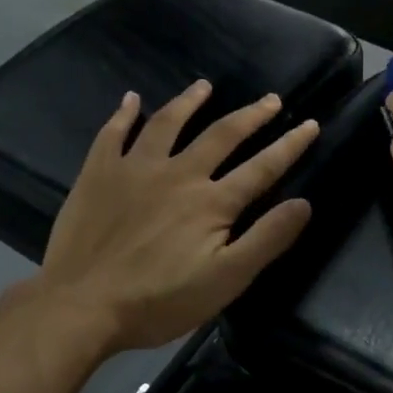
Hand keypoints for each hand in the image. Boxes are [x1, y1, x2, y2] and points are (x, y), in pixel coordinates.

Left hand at [38, 81, 318, 352]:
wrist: (81, 306)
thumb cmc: (159, 301)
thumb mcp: (225, 280)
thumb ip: (266, 239)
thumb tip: (303, 203)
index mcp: (212, 202)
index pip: (262, 167)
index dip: (290, 145)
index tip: (310, 124)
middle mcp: (178, 174)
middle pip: (221, 134)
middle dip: (251, 115)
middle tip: (270, 99)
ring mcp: (135, 169)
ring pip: (167, 123)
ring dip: (189, 102)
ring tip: (204, 86)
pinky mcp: (98, 174)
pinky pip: (113, 134)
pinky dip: (124, 114)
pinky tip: (131, 99)